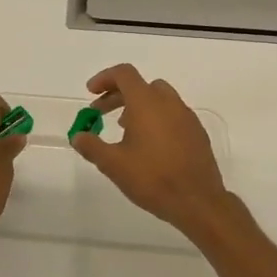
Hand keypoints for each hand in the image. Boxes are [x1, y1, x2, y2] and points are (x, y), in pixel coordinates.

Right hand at [71, 64, 233, 234]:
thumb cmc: (152, 178)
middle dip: (117, 95)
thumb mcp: (113, 164)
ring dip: (138, 106)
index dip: (104, 78)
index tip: (91, 93)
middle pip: (140, 85)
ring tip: (124, 130)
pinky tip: (149, 145)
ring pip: (159, 99)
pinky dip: (156, 118)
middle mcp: (169, 103)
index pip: (124, 74)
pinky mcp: (197, 133)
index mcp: (147, 103)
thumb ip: (92, 146)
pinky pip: (173, 114)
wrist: (198, 202)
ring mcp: (187, 117)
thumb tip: (78, 136)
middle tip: (100, 113)